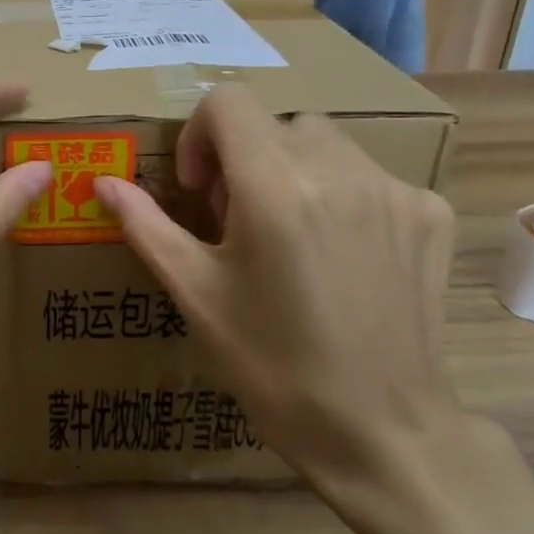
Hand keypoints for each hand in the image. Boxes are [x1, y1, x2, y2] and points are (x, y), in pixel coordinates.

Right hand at [93, 86, 471, 522]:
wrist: (383, 432)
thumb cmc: (273, 367)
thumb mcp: (197, 295)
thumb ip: (147, 226)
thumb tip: (103, 183)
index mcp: (275, 187)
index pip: (227, 101)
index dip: (199, 136)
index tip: (200, 190)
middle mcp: (340, 170)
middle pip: (275, 124)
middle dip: (244, 160)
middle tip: (238, 225)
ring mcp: (394, 189)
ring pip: (325, 144)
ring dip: (293, 172)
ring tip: (290, 239)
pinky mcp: (431, 213)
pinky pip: (370, 176)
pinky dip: (342, 196)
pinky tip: (341, 256)